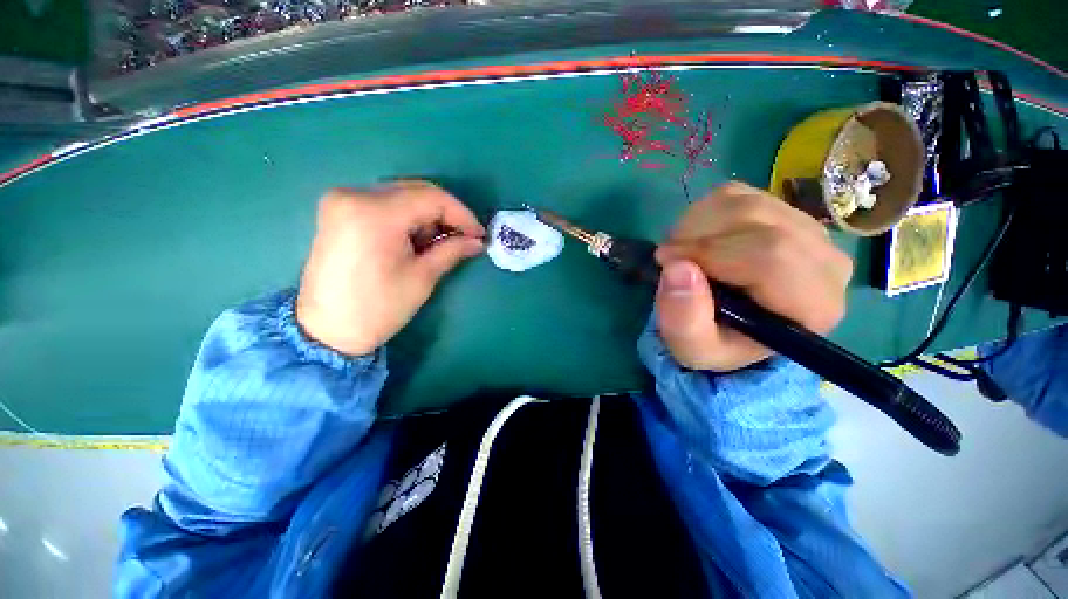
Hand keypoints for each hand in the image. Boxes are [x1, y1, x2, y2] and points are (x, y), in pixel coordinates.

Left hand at [296, 182, 484, 355]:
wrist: (327, 330)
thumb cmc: (379, 308)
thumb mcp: (423, 277)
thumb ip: (452, 250)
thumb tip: (477, 241)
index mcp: (375, 213)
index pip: (431, 198)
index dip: (462, 214)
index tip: (479, 234)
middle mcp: (354, 195)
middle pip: (416, 191)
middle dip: (446, 214)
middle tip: (464, 238)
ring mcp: (342, 200)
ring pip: (401, 195)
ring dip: (427, 216)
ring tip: (440, 243)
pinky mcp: (338, 210)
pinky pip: (384, 203)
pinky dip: (407, 217)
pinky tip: (417, 239)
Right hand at [654, 182, 851, 371]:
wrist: (732, 328)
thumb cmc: (717, 342)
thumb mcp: (694, 348)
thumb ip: (684, 320)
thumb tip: (677, 268)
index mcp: (814, 305)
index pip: (771, 256)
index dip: (708, 252)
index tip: (666, 262)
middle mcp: (826, 261)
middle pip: (758, 220)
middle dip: (698, 235)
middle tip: (668, 257)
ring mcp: (808, 229)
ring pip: (746, 202)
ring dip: (697, 223)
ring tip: (680, 251)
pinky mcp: (784, 211)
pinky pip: (738, 194)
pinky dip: (704, 212)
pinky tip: (696, 238)